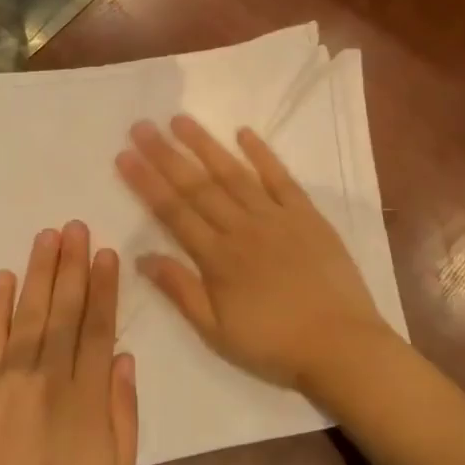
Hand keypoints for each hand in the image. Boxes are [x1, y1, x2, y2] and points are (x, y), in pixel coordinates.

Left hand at [0, 222, 138, 464]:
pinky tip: (6, 278)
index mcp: (87, 398)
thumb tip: (125, 360)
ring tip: (48, 236)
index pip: (99, 328)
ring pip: (30, 315)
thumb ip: (124, 414)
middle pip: (65, 311)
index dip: (104, 288)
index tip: (107, 253)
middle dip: (72, 265)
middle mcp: (49, 378)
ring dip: (40, 273)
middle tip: (76, 226)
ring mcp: (10, 382)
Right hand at [115, 116, 392, 399]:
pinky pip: (281, 177)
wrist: (340, 345)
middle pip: (197, 186)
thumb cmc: (273, 344)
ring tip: (180, 120)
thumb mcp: (216, 332)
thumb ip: (180, 290)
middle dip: (166, 155)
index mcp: (217, 258)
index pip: (173, 212)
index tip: (124, 155)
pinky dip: (262, 153)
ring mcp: (276, 217)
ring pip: (234, 173)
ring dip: (205, 145)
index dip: (146, 182)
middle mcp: (242, 228)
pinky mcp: (307, 215)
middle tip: (141, 126)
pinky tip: (243, 132)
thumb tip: (142, 257)